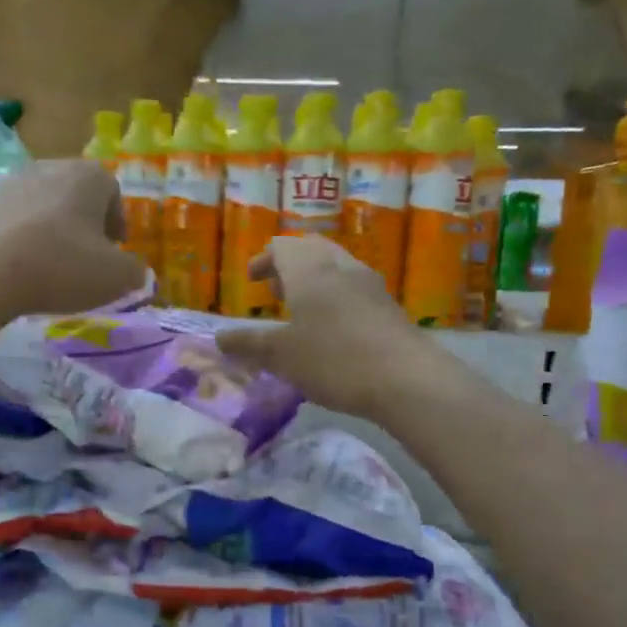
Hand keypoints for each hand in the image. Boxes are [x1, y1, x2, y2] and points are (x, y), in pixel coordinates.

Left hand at [0, 160, 147, 316]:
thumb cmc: (63, 267)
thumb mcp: (118, 277)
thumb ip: (136, 271)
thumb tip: (133, 271)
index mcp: (89, 176)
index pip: (112, 191)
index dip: (117, 221)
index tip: (114, 250)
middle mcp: (51, 167)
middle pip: (77, 193)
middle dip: (85, 221)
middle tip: (87, 256)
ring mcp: (13, 182)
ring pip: (45, 204)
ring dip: (54, 227)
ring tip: (53, 262)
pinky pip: (17, 218)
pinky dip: (25, 235)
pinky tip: (24, 264)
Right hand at [215, 237, 431, 415]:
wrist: (406, 379)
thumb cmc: (334, 359)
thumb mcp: (281, 356)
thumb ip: (248, 344)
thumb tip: (220, 337)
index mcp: (309, 270)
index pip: (282, 246)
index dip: (264, 260)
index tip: (252, 279)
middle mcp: (340, 267)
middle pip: (312, 250)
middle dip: (290, 266)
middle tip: (275, 290)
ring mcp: (369, 284)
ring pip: (336, 267)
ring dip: (314, 280)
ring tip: (301, 309)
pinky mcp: (388, 306)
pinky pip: (354, 288)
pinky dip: (335, 296)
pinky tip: (332, 328)